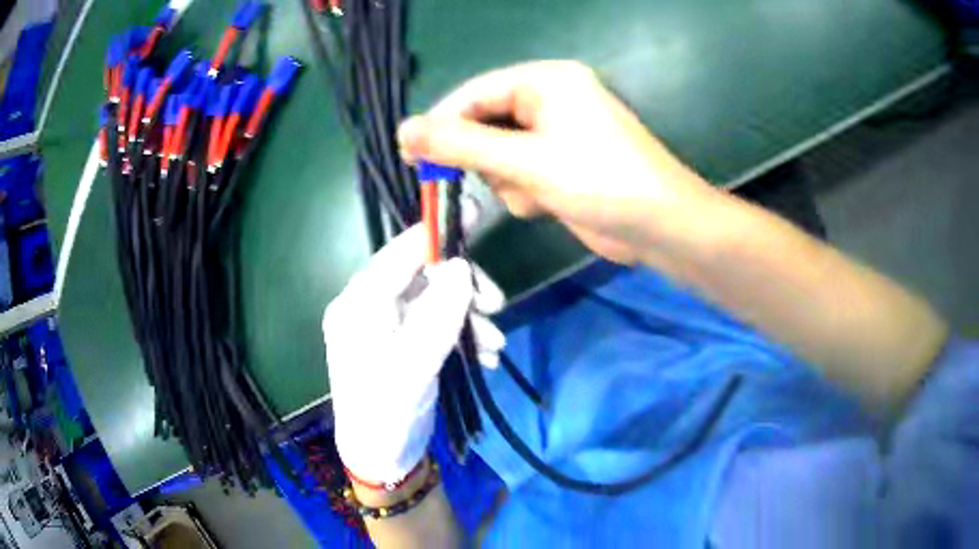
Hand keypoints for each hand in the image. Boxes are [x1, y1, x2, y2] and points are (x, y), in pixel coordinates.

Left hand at [323, 225, 504, 483]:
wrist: (380, 457)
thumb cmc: (387, 410)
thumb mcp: (414, 363)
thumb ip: (438, 311)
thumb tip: (461, 266)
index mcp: (360, 302)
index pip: (400, 253)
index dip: (438, 232)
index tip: (476, 215)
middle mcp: (371, 306)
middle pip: (424, 275)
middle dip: (464, 287)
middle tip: (497, 304)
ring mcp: (390, 325)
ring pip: (436, 300)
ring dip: (469, 316)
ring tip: (495, 344)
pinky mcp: (406, 343)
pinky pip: (438, 324)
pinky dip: (463, 333)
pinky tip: (486, 356)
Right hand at [397, 60, 717, 264]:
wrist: (660, 227)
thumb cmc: (600, 180)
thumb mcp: (526, 160)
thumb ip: (462, 144)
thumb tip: (403, 130)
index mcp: (545, 81)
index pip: (475, 93)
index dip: (441, 123)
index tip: (410, 155)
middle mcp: (549, 101)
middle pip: (485, 124)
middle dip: (482, 158)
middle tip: (471, 181)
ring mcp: (556, 135)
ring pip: (498, 154)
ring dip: (506, 180)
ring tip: (533, 193)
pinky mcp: (559, 165)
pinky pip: (519, 174)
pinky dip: (524, 192)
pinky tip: (546, 204)